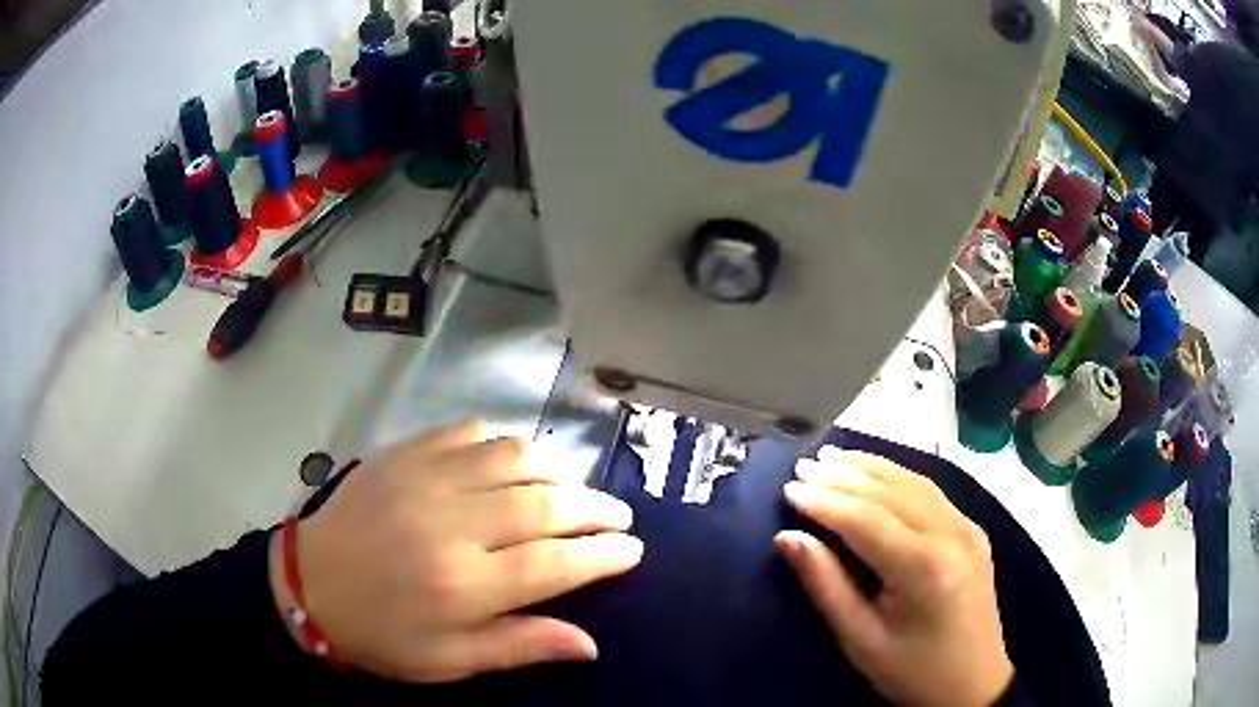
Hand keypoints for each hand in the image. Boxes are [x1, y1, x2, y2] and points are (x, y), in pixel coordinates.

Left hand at [269, 422, 643, 681]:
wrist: (307, 584)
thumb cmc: (381, 634)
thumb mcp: (449, 661)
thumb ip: (519, 647)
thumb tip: (588, 644)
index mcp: (463, 586)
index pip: (557, 563)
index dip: (604, 554)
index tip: (632, 550)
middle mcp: (451, 526)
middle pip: (545, 504)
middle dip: (595, 508)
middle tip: (619, 515)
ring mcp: (425, 480)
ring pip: (514, 457)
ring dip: (558, 469)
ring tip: (575, 486)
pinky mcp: (404, 455)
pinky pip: (468, 431)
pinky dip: (504, 440)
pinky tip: (516, 457)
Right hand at [775, 449, 1011, 706]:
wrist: (973, 684)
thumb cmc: (911, 671)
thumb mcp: (860, 640)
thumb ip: (825, 585)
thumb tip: (787, 538)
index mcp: (925, 568)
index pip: (866, 520)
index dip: (824, 502)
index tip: (787, 489)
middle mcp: (952, 534)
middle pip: (891, 492)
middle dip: (842, 477)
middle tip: (802, 467)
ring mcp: (968, 527)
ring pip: (913, 482)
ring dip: (870, 468)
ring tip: (831, 458)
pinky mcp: (972, 530)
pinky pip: (930, 492)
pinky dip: (895, 476)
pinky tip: (874, 472)